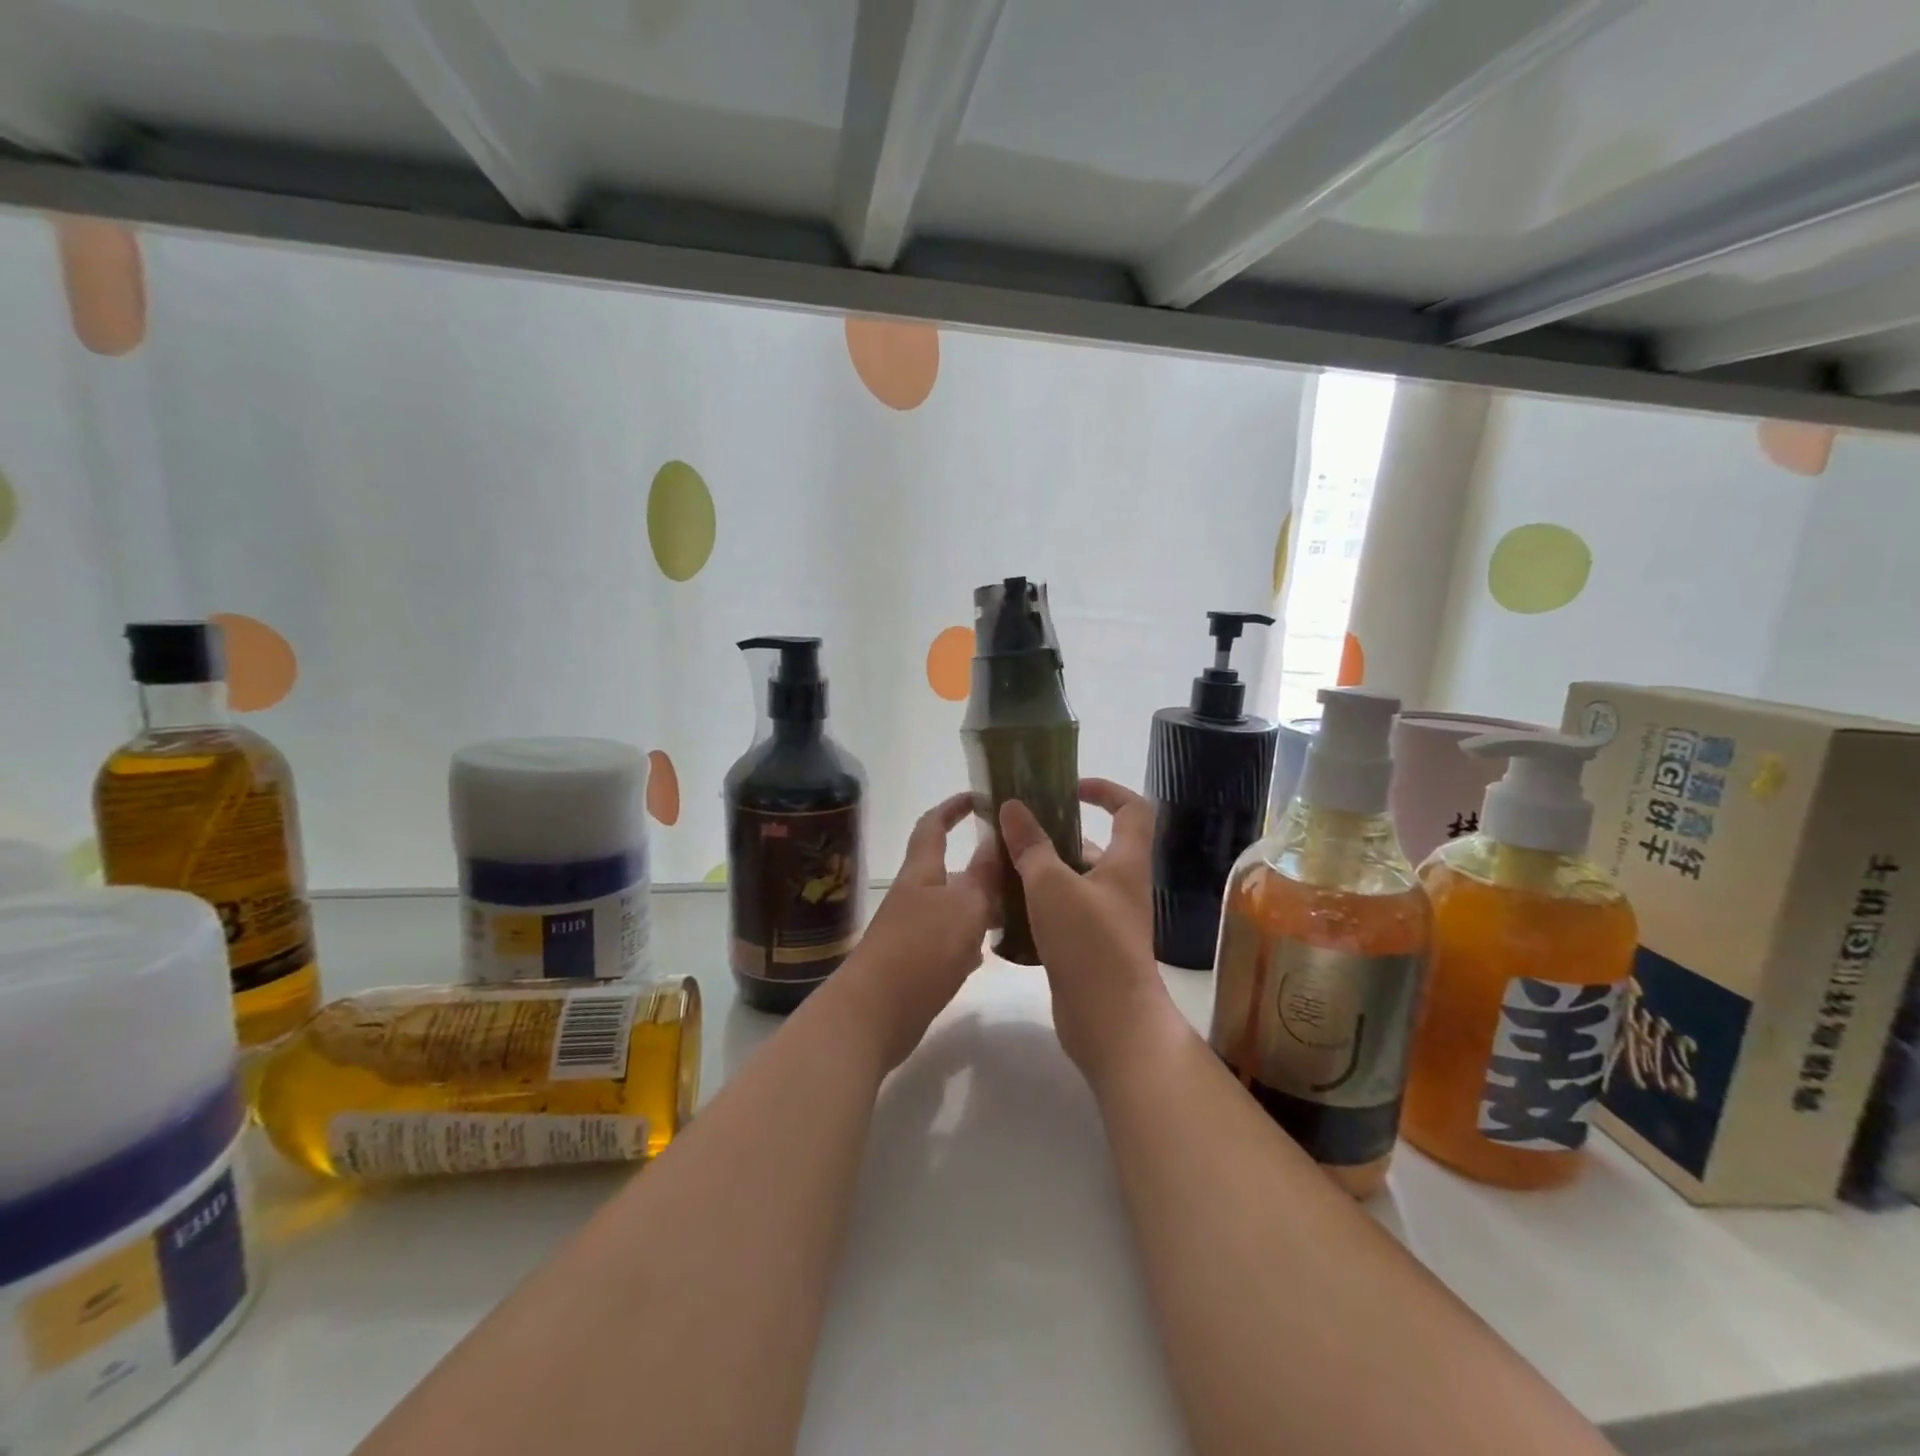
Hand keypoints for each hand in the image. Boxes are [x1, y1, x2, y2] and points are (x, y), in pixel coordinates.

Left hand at [833, 792, 997, 1071]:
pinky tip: (988, 952)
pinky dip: (968, 941)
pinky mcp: (913, 964)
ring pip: (952, 908)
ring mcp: (911, 931)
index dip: (952, 808)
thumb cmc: (921, 950)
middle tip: (1019, 868)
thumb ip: (983, 876)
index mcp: (922, 873)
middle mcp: (914, 897)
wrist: (873, 1014)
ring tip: (1017, 910)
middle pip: (947, 871)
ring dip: (979, 905)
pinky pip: (947, 942)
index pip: (933, 826)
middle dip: (980, 866)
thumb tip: (996, 840)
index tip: (978, 798)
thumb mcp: (964, 907)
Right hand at [999, 779, 1180, 1086]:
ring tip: (998, 869)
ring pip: (1071, 882)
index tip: (1068, 788)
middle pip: (1091, 846)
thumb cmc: (1089, 944)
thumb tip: (1012, 807)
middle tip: (1012, 834)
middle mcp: (1121, 887)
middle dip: (1053, 835)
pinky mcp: (1089, 948)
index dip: (1106, 790)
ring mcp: (1106, 920)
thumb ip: (1030, 845)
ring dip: (1039, 872)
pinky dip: (1037, 906)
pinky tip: (1003, 911)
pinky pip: (1062, 913)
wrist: (1111, 1023)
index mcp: (1125, 863)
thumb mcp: (1052, 886)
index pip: (1131, 809)